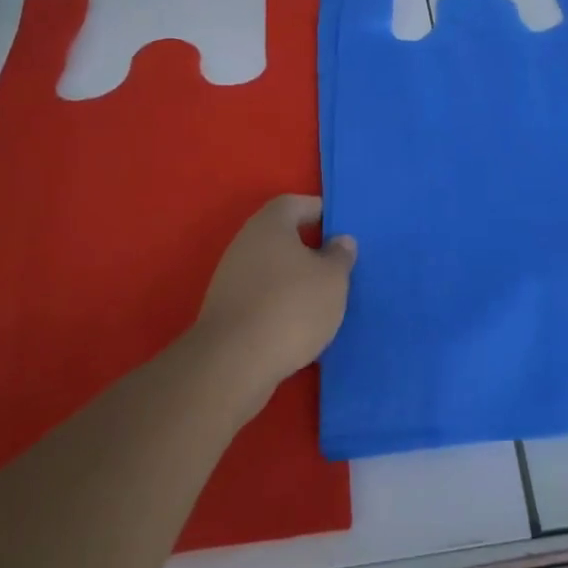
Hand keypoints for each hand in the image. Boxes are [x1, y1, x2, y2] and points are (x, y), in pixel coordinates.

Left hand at [195, 195, 355, 400]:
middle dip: (309, 248)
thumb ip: (339, 255)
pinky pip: (261, 296)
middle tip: (337, 265)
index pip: (296, 203)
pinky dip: (280, 304)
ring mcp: (231, 277)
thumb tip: (339, 240)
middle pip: (282, 236)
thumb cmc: (291, 307)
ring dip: (294, 279)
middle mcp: (245, 243)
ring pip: (271, 268)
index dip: (320, 212)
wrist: (233, 364)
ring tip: (323, 299)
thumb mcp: (332, 279)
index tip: (341, 229)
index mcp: (270, 224)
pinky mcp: (226, 311)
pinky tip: (298, 324)